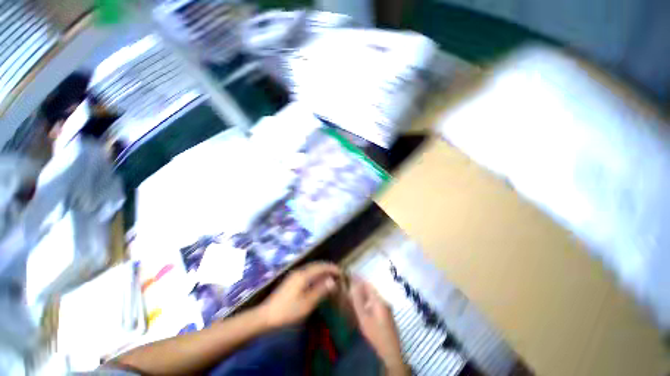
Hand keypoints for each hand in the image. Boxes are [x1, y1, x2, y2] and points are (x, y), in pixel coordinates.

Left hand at [260, 262, 339, 328]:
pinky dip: (316, 274)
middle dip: (328, 267)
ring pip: (312, 268)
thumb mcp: (307, 303)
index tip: (341, 272)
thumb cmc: (288, 311)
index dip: (332, 268)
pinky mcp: (292, 280)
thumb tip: (332, 281)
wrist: (266, 316)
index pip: (321, 267)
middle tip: (337, 273)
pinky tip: (318, 281)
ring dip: (322, 270)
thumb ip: (320, 290)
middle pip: (316, 265)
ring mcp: (294, 275)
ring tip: (330, 276)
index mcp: (303, 275)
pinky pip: (308, 272)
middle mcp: (299, 271)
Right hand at [350, 278, 408, 375]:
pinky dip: (368, 300)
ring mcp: (386, 308)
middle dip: (360, 285)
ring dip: (364, 293)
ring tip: (353, 293)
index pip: (368, 284)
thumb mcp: (364, 318)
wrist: (391, 352)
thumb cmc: (376, 335)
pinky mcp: (387, 315)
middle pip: (371, 289)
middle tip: (350, 284)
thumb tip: (352, 286)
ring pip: (373, 296)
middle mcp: (384, 301)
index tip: (350, 275)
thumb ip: (358, 301)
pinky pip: (375, 302)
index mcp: (379, 300)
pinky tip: (362, 305)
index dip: (359, 279)